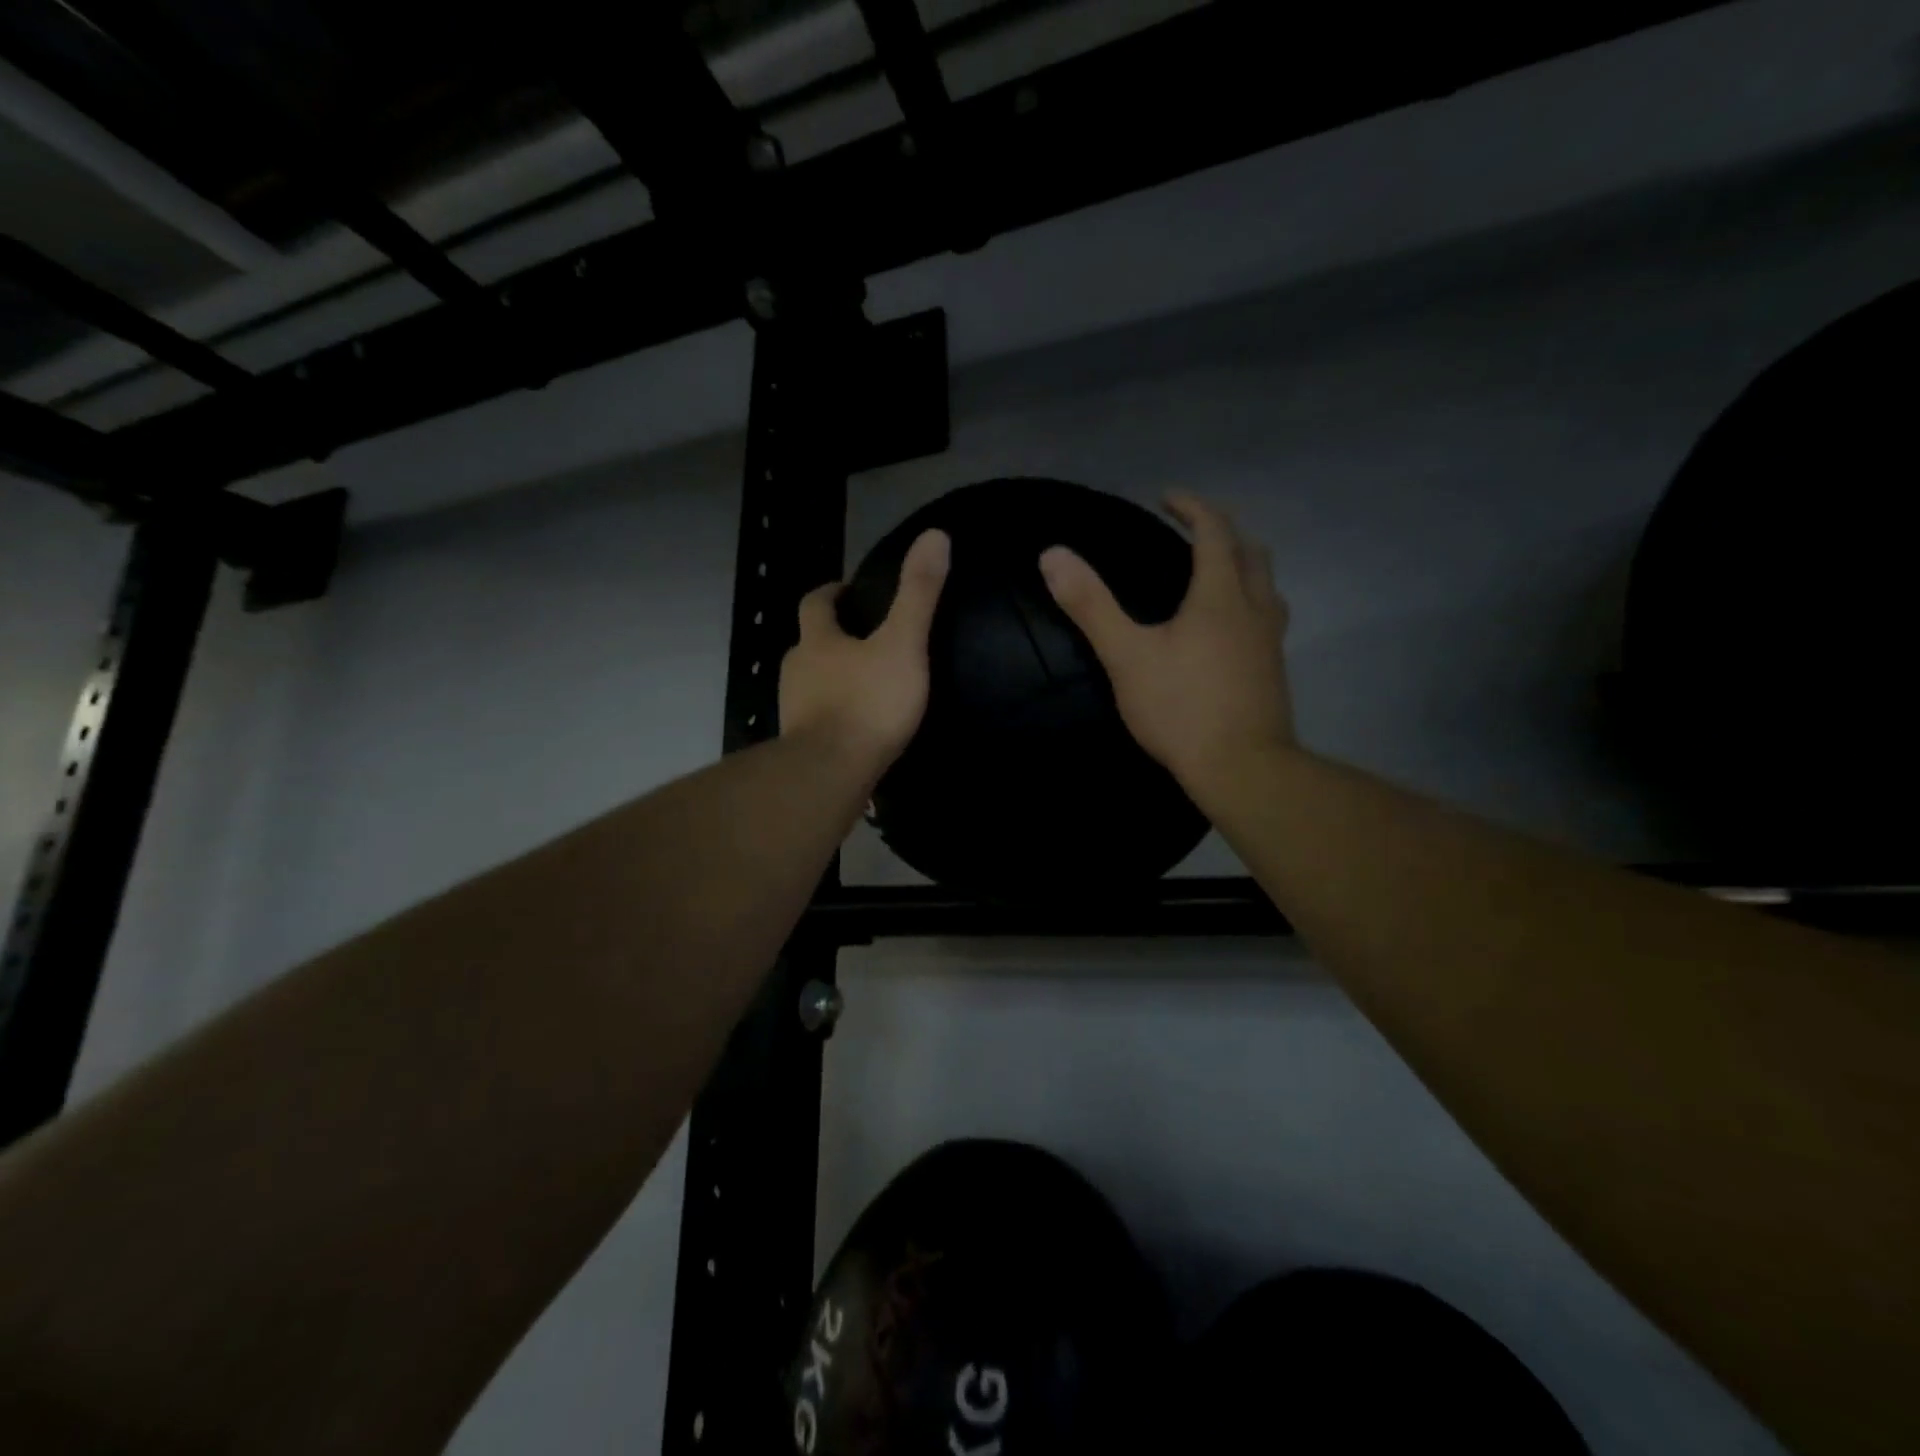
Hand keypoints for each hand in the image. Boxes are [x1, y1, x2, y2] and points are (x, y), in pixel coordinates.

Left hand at [780, 529, 949, 769]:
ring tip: (865, 684)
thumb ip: (918, 594)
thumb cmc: (868, 703)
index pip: (815, 603)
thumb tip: (935, 535)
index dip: (831, 594)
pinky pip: (817, 719)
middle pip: (809, 644)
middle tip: (865, 641)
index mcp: (817, 641)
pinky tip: (856, 726)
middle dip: (831, 638)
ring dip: (831, 678)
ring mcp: (794, 710)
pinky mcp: (800, 745)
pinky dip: (833, 714)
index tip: (849, 592)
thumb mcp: (902, 643)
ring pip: (810, 683)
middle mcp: (797, 670)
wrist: (831, 772)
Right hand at [1040, 493, 1293, 793]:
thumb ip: (1090, 605)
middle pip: (1252, 553)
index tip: (1166, 498)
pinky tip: (1226, 634)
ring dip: (1244, 568)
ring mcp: (1271, 643)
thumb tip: (1052, 555)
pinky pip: (1267, 620)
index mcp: (1221, 595)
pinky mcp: (1274, 672)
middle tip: (1193, 533)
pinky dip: (1248, 605)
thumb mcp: (1126, 655)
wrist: (1242, 768)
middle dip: (1223, 533)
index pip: (1214, 532)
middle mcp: (1255, 609)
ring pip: (1267, 588)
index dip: (1192, 507)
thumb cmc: (1180, 708)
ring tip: (1215, 577)